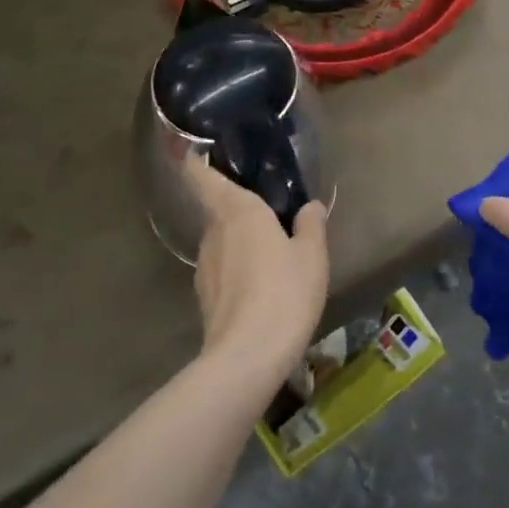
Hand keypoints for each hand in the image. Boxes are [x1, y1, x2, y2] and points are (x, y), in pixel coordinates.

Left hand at [186, 155, 329, 382]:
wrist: (248, 357)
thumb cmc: (284, 291)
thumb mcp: (312, 254)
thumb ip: (311, 225)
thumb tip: (309, 206)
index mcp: (237, 211)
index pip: (203, 176)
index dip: (196, 161)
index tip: (198, 150)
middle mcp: (213, 232)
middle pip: (218, 209)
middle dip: (239, 207)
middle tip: (270, 209)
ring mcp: (204, 267)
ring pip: (222, 241)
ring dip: (240, 241)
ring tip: (272, 251)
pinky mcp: (205, 297)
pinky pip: (223, 269)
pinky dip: (239, 268)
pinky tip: (262, 285)